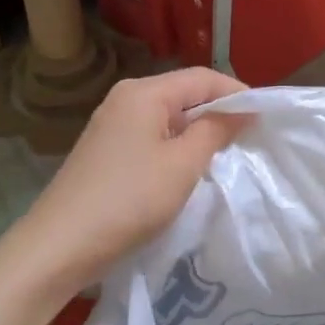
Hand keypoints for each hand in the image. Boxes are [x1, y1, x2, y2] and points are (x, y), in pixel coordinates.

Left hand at [12, 68, 249, 292]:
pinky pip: (153, 134)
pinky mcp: (106, 150)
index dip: (237, 93)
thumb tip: (243, 111)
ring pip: (169, 115)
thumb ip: (216, 131)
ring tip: (226, 152)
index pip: (203, 78)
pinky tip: (189, 167)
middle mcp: (126, 98)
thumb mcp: (183, 165)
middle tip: (250, 136)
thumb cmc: (128, 200)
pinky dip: (177, 144)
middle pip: (185, 92)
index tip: (265, 117)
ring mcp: (112, 124)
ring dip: (199, 130)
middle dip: (219, 111)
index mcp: (144, 92)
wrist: (59, 247)